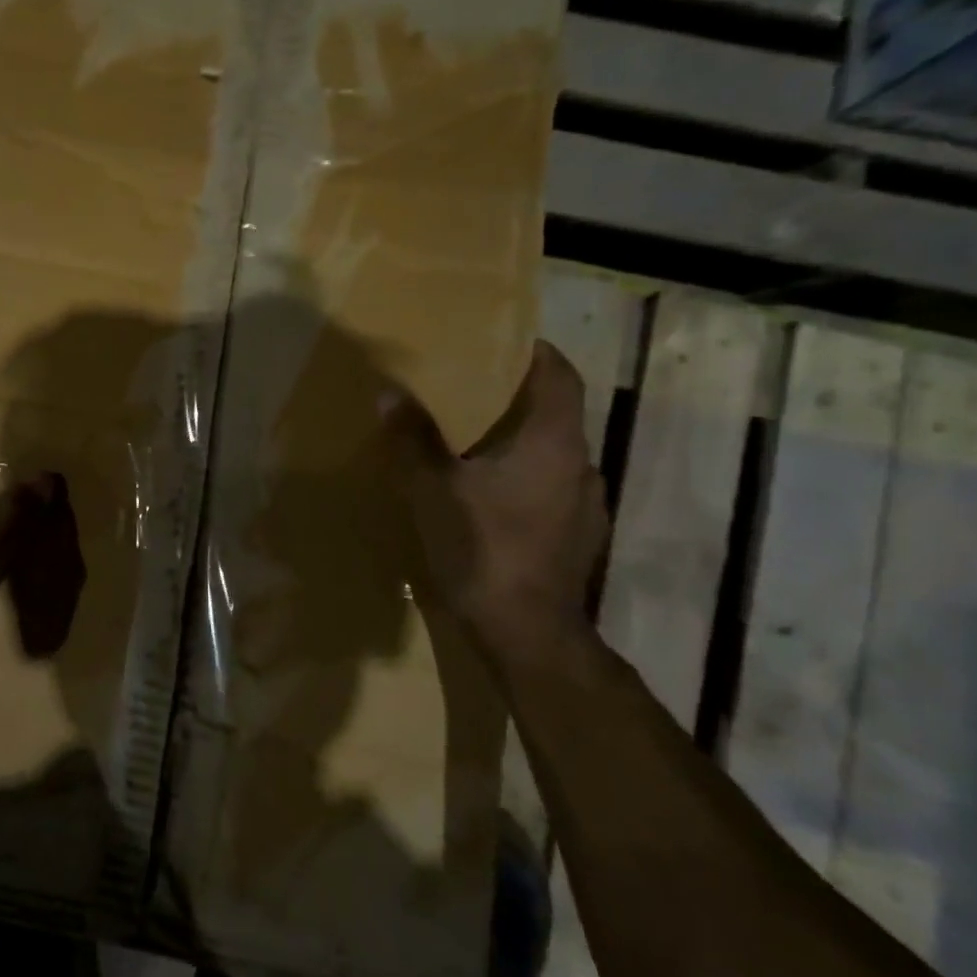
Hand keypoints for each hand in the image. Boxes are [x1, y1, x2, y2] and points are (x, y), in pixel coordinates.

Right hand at [381, 342, 607, 648]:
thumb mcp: (434, 489)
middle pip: (555, 416)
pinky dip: (523, 484)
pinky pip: (550, 493)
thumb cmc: (483, 547)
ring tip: (473, 450)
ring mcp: (585, 507)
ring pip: (552, 458)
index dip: (536, 352)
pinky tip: (490, 503)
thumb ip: (413, 439)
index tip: (504, 342)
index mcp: (554, 442)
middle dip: (515, 402)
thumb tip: (390, 392)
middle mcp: (580, 466)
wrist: (528, 634)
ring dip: (519, 447)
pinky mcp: (578, 540)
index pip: (560, 376)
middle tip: (468, 397)